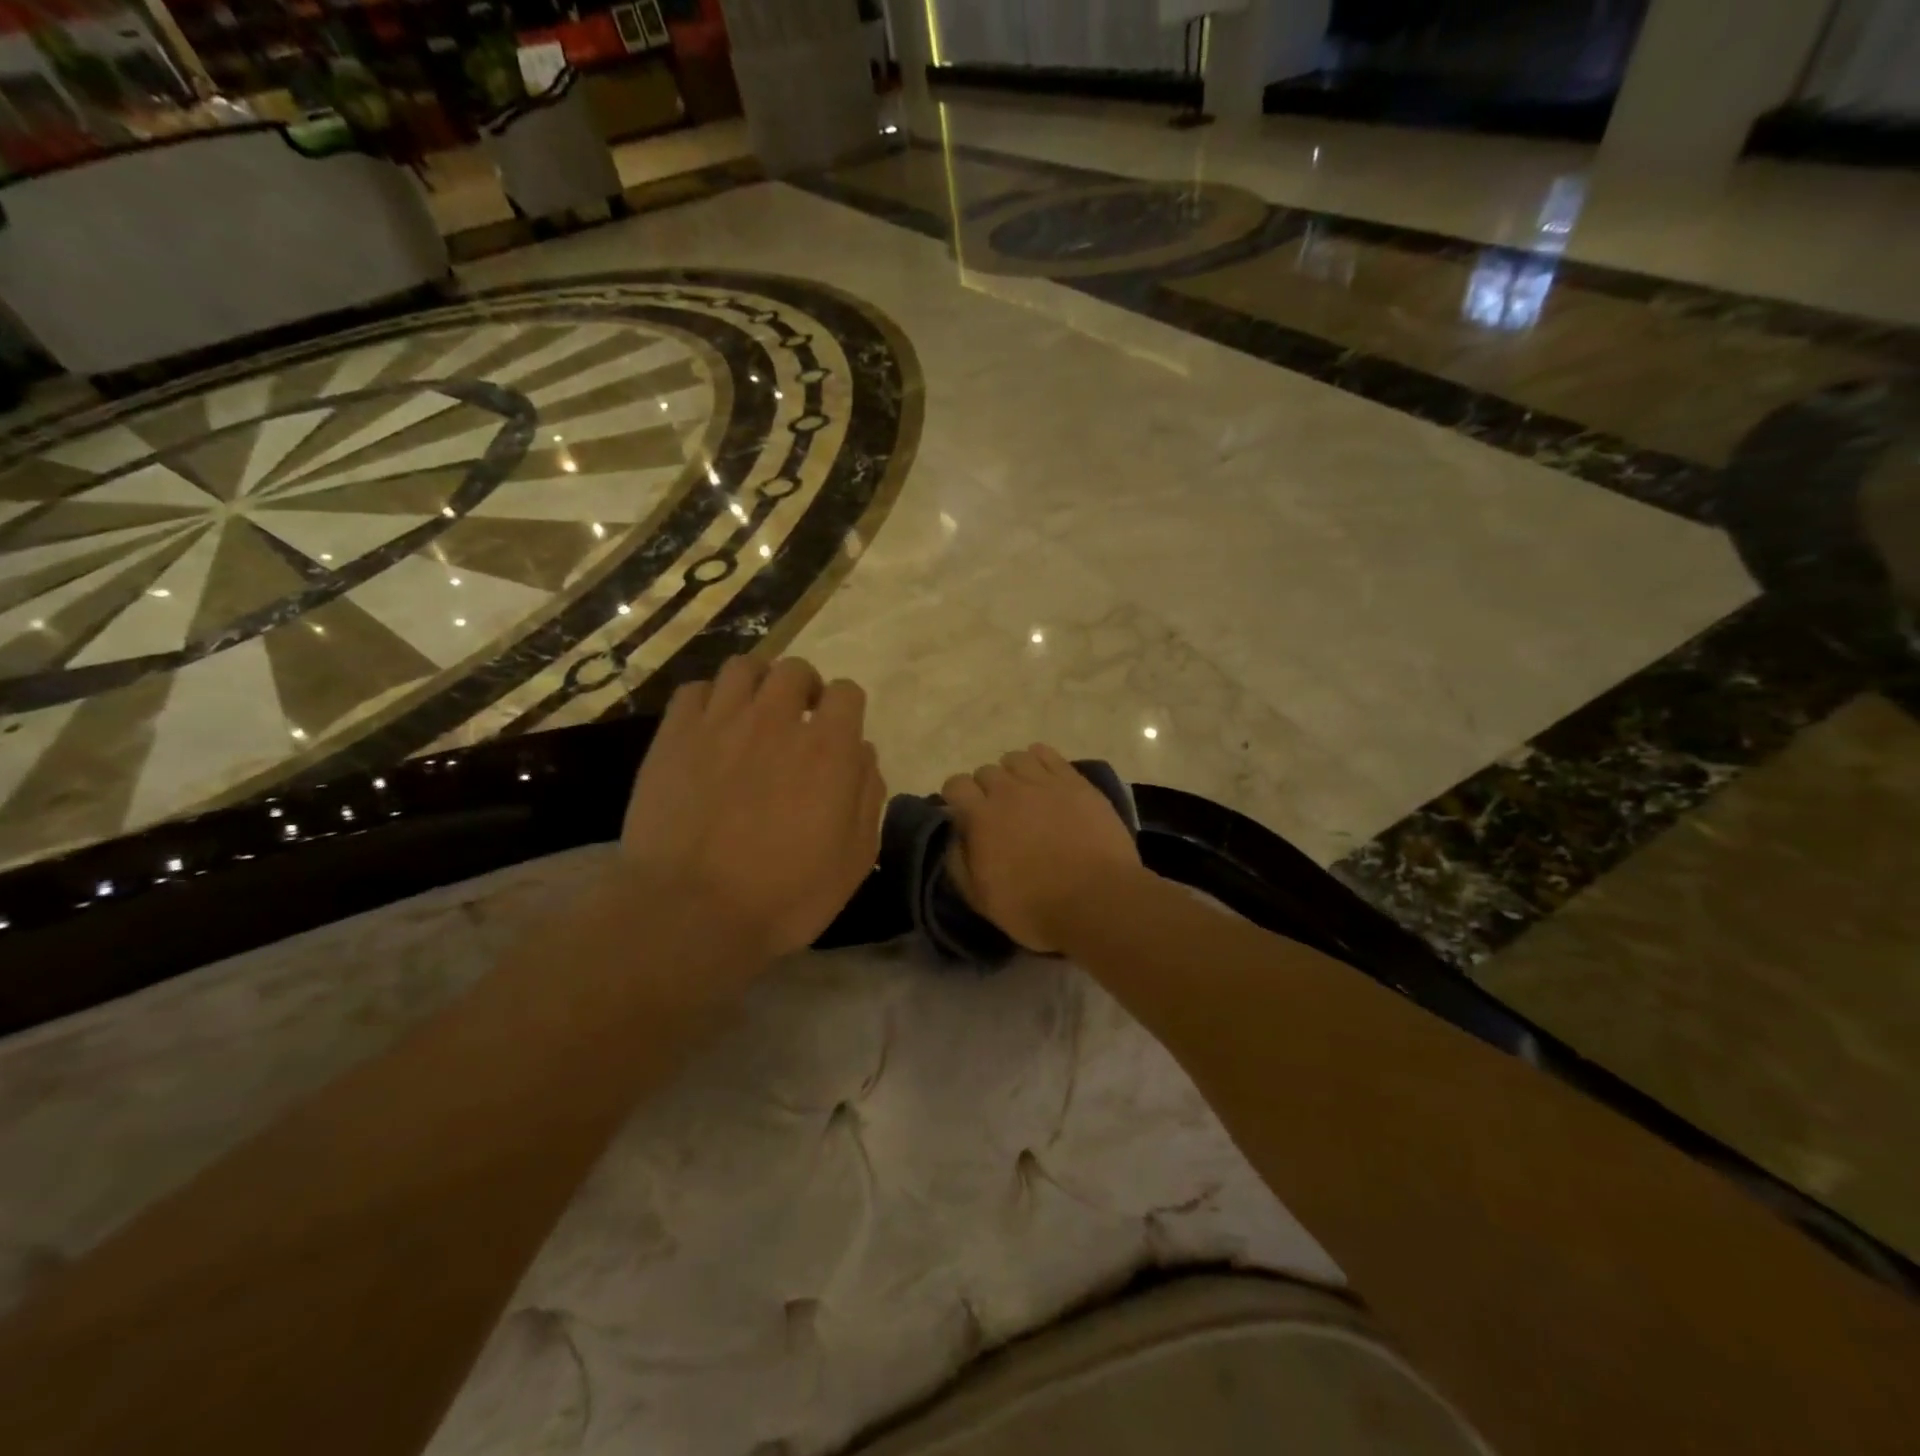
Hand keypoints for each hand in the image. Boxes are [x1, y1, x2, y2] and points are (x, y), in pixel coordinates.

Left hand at [617, 656, 884, 966]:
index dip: (846, 709)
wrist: (690, 913)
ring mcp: (720, 722)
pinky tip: (709, 728)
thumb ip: (866, 796)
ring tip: (753, 715)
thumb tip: (863, 754)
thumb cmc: (784, 896)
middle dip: (804, 689)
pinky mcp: (674, 736)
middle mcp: (776, 720)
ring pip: (744, 667)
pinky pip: (694, 690)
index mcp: (828, 748)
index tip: (838, 735)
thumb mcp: (853, 859)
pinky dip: (709, 700)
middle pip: (795, 670)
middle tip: (797, 722)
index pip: (847, 692)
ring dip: (757, 684)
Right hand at [941, 745, 1143, 952]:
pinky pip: (1048, 754)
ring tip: (1023, 794)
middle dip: (985, 789)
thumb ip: (959, 863)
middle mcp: (1008, 790)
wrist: (1098, 900)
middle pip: (986, 772)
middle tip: (998, 814)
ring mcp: (1044, 782)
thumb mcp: (982, 899)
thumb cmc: (1035, 908)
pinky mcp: (1075, 782)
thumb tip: (956, 838)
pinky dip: (1040, 761)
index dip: (957, 798)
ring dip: (1012, 774)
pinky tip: (1045, 779)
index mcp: (981, 817)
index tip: (964, 815)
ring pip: (1016, 758)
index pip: (956, 785)